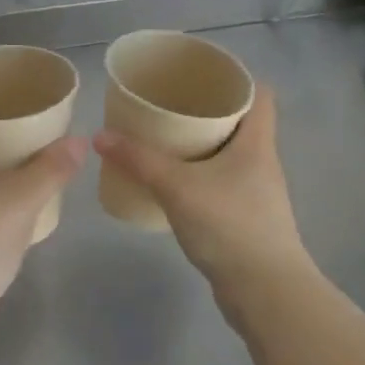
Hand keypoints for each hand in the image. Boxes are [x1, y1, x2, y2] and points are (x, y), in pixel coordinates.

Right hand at [93, 86, 315, 328]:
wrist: (265, 291)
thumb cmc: (229, 226)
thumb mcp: (177, 187)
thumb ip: (139, 160)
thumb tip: (100, 136)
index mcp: (257, 141)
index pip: (259, 93)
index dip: (235, 77)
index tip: (200, 73)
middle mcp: (262, 161)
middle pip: (241, 120)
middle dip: (207, 109)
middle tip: (170, 103)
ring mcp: (257, 191)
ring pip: (230, 153)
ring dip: (202, 143)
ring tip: (164, 137)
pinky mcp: (247, 217)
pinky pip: (222, 181)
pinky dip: (201, 174)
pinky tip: (173, 182)